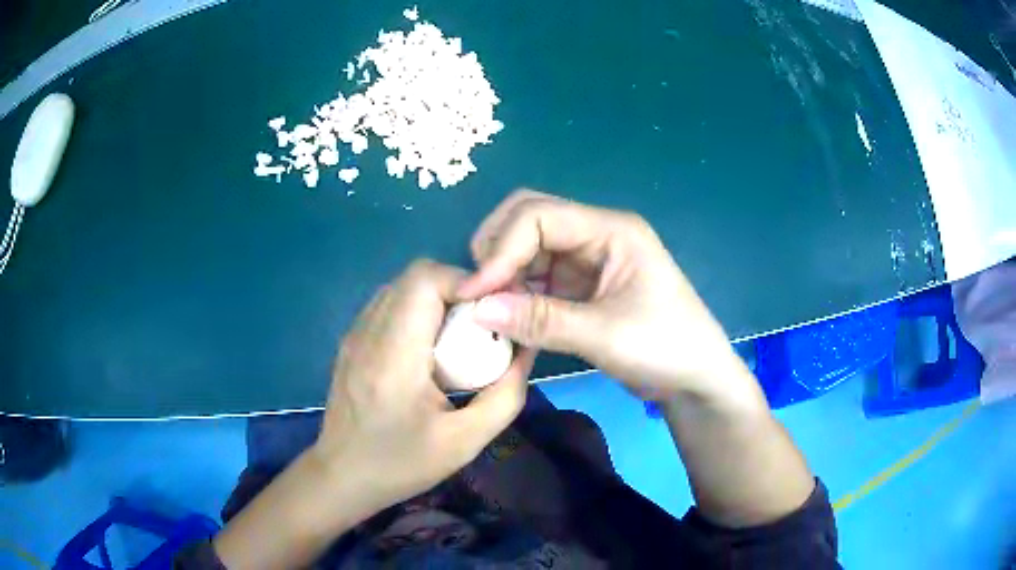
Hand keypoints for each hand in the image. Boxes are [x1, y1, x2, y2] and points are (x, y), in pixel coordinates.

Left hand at [215, 260, 533, 569]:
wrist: (343, 476)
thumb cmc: (402, 464)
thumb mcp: (466, 442)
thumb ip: (505, 394)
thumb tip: (525, 349)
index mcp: (393, 357)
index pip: (424, 280)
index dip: (465, 282)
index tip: (493, 311)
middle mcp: (368, 332)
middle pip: (415, 276)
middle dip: (457, 290)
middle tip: (481, 326)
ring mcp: (355, 333)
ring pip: (402, 287)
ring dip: (437, 299)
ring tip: (458, 337)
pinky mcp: (352, 340)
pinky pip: (390, 304)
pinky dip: (418, 310)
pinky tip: (429, 349)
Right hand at [459, 190, 758, 406]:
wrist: (695, 379)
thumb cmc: (666, 348)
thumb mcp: (605, 334)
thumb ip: (540, 319)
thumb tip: (476, 309)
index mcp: (611, 230)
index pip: (538, 216)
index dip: (500, 249)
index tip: (474, 293)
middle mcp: (595, 234)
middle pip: (528, 220)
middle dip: (497, 250)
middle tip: (478, 293)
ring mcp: (587, 259)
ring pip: (529, 250)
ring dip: (504, 276)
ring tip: (488, 313)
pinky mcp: (581, 285)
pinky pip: (537, 278)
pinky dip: (517, 294)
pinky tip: (507, 319)